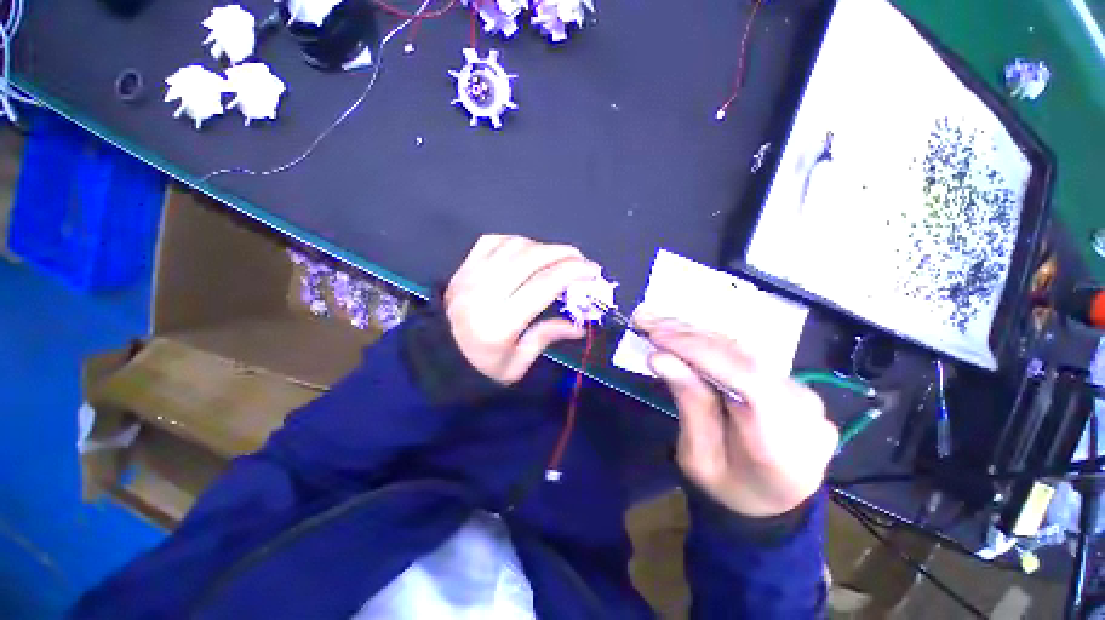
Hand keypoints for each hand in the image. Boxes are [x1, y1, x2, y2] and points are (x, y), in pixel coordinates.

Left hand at [445, 235, 600, 383]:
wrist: (436, 358)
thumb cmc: (480, 367)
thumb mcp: (516, 364)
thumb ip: (546, 338)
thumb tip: (579, 326)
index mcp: (500, 322)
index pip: (543, 285)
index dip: (572, 272)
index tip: (593, 270)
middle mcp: (485, 292)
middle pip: (531, 257)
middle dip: (563, 253)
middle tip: (581, 260)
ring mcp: (471, 276)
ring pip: (513, 245)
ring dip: (542, 246)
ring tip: (557, 258)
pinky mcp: (463, 268)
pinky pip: (492, 241)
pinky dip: (515, 241)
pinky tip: (526, 251)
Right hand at [639, 321, 836, 517]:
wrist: (771, 502)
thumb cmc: (728, 489)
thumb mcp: (698, 458)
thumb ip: (688, 404)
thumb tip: (660, 357)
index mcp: (783, 446)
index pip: (748, 380)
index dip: (700, 351)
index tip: (657, 337)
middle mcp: (804, 411)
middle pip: (745, 356)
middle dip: (690, 336)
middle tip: (647, 321)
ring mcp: (805, 393)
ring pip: (745, 349)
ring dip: (697, 333)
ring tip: (658, 323)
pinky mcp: (792, 382)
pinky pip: (748, 354)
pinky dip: (711, 341)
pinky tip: (683, 332)